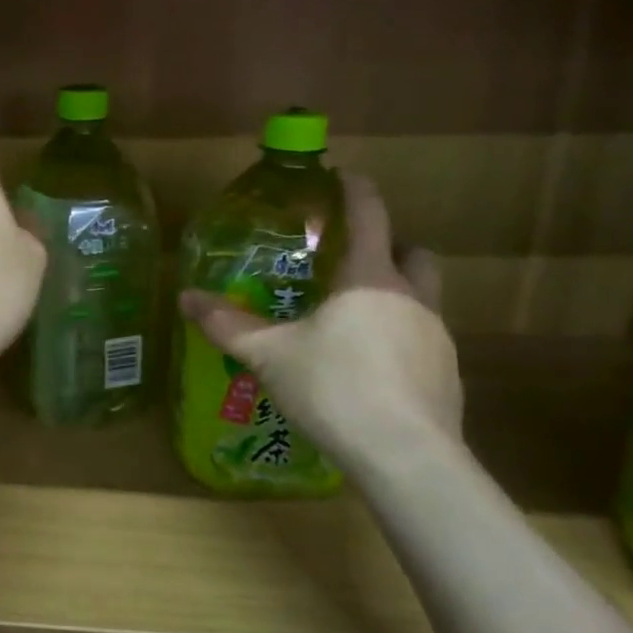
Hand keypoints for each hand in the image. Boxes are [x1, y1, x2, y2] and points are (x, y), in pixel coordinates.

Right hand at [179, 174, 463, 477]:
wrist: (405, 457)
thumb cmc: (334, 387)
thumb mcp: (270, 354)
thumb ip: (227, 325)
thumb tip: (184, 298)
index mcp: (370, 279)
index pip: (370, 216)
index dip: (357, 190)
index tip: (344, 175)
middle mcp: (412, 299)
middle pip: (414, 253)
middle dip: (390, 246)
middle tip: (352, 259)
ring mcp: (437, 339)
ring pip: (422, 299)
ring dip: (394, 296)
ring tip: (352, 321)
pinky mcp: (447, 377)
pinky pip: (423, 341)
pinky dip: (400, 340)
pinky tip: (369, 369)